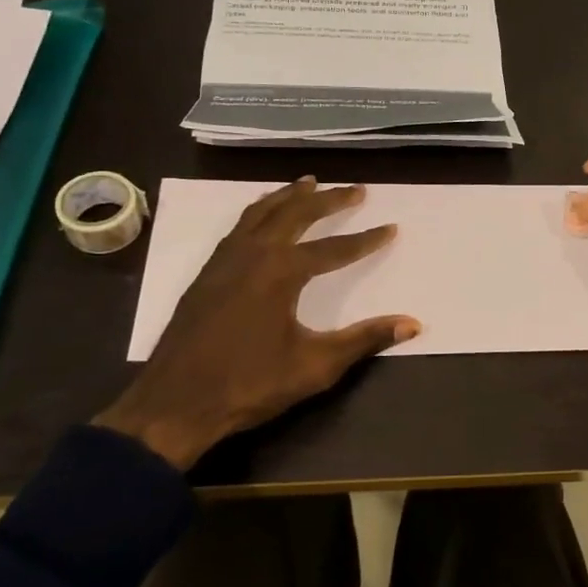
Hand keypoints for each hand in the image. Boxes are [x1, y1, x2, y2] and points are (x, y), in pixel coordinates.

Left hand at [93, 178, 419, 470]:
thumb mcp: (315, 366)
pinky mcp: (207, 273)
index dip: (366, 240)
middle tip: (356, 189)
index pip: (335, 249)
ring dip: (289, 196)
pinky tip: (263, 217)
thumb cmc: (249, 384)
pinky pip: (239, 226)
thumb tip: (413, 324)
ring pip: (262, 212)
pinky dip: (259, 211)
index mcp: (281, 272)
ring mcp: (225, 260)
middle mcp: (253, 254)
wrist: (174, 404)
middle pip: (296, 215)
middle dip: (329, 200)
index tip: (392, 228)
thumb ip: (364, 340)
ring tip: (309, 182)